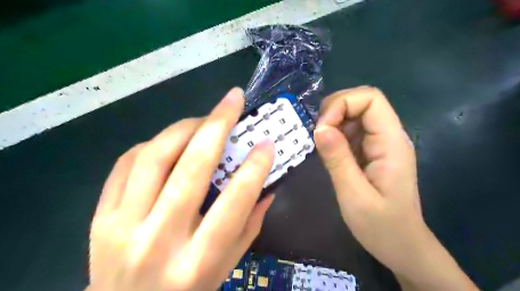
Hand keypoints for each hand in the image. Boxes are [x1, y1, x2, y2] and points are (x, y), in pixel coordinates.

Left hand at [85, 87, 275, 290]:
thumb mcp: (227, 264)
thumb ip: (249, 223)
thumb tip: (266, 184)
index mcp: (198, 261)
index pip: (233, 203)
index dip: (254, 168)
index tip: (267, 143)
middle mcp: (158, 241)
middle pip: (190, 169)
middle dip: (217, 125)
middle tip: (233, 99)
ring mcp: (121, 226)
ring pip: (154, 157)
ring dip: (184, 128)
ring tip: (204, 119)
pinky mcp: (100, 216)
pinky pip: (126, 163)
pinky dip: (154, 143)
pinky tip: (172, 141)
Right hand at [312, 87, 478, 290]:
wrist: (402, 247)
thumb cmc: (382, 227)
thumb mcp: (354, 195)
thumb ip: (338, 159)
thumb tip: (319, 128)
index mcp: (391, 142)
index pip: (370, 98)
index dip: (342, 104)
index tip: (322, 129)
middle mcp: (388, 136)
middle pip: (361, 102)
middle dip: (334, 111)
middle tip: (317, 135)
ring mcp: (380, 144)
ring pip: (354, 115)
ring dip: (332, 122)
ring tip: (319, 144)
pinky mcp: (371, 152)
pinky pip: (351, 131)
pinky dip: (334, 134)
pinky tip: (327, 151)